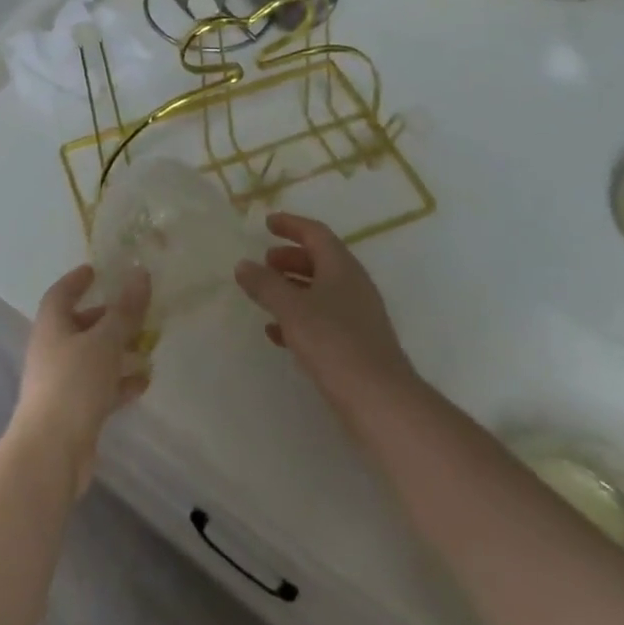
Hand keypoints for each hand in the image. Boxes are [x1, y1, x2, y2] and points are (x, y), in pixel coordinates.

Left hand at [7, 264, 151, 497]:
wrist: (51, 453)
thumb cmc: (74, 384)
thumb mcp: (105, 341)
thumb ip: (125, 310)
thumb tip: (140, 272)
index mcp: (52, 326)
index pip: (61, 293)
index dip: (77, 281)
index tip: (97, 271)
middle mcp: (52, 350)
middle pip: (79, 325)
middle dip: (106, 317)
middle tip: (134, 310)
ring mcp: (61, 383)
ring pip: (92, 357)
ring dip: (117, 350)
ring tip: (147, 345)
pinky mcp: (73, 412)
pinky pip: (99, 388)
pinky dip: (119, 382)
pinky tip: (143, 382)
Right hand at [235, 213, 416, 412]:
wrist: (380, 401)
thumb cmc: (334, 343)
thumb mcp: (292, 309)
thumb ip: (265, 285)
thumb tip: (243, 265)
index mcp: (341, 267)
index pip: (315, 233)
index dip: (291, 225)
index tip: (267, 223)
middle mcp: (353, 285)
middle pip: (320, 260)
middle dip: (290, 259)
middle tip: (264, 263)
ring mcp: (358, 316)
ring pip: (321, 291)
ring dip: (293, 289)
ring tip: (265, 296)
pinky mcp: (357, 345)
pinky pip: (324, 319)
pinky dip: (300, 318)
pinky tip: (278, 334)